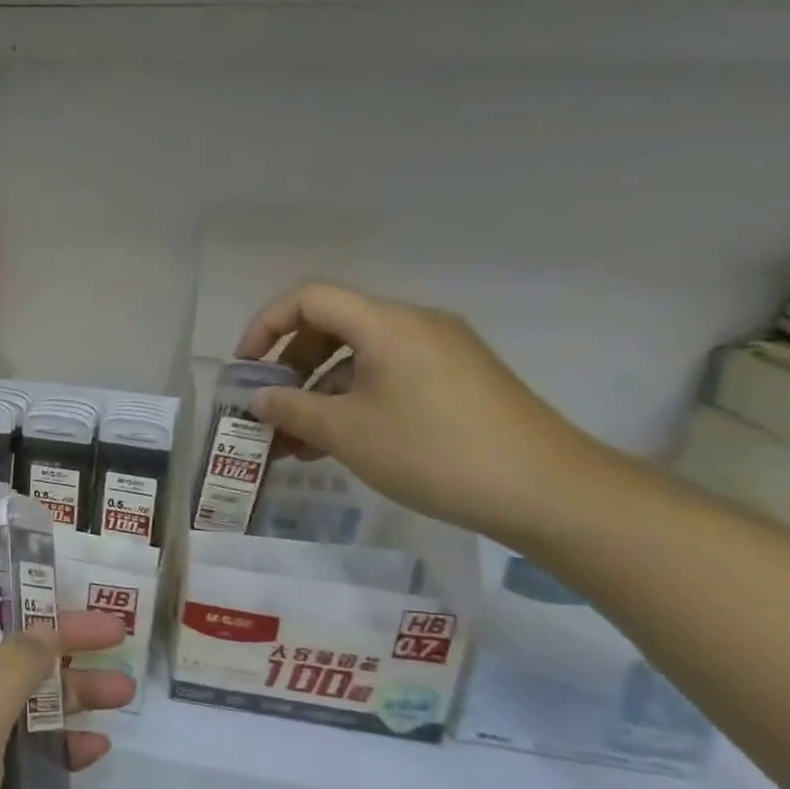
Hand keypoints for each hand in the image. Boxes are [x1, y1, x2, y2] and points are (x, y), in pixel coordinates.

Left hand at [0, 598, 129, 788]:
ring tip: (122, 695)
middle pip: (2, 656)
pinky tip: (91, 754)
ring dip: (64, 700)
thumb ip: (10, 668)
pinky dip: (49, 755)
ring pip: (14, 710)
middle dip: (57, 646)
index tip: (58, 583)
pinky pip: (13, 763)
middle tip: (115, 638)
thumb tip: (43, 626)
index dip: (6, 586)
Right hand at [235, 282, 606, 546]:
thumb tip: (258, 399)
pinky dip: (353, 401)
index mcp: (386, 324)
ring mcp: (441, 352)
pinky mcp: (457, 380)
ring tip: (295, 441)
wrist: (544, 489)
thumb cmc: (431, 451)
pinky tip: (338, 444)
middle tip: (269, 408)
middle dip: (290, 366)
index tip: (245, 368)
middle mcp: (414, 324)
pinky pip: (388, 376)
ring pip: (359, 357)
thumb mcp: (346, 432)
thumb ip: (291, 409)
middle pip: (333, 325)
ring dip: (319, 391)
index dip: (266, 326)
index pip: (309, 299)